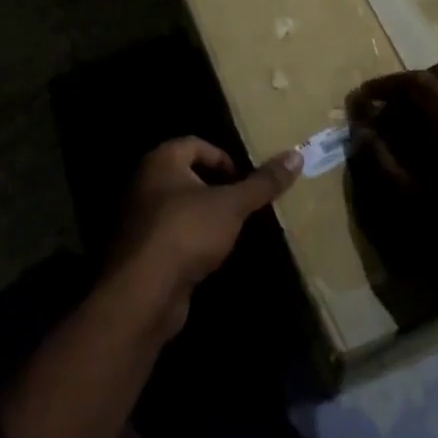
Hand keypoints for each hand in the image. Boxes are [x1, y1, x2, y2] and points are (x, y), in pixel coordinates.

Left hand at [107, 137, 300, 339]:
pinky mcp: (142, 251)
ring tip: (233, 229)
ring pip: (180, 206)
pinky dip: (192, 240)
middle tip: (244, 202)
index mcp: (162, 161)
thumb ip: (262, 183)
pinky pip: (172, 235)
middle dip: (217, 187)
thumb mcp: (232, 205)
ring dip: (205, 215)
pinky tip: (211, 255)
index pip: (196, 144)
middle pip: (188, 174)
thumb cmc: (187, 232)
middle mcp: (146, 183)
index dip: (223, 158)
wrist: (143, 292)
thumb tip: (296, 155)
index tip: (245, 180)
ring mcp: (140, 218)